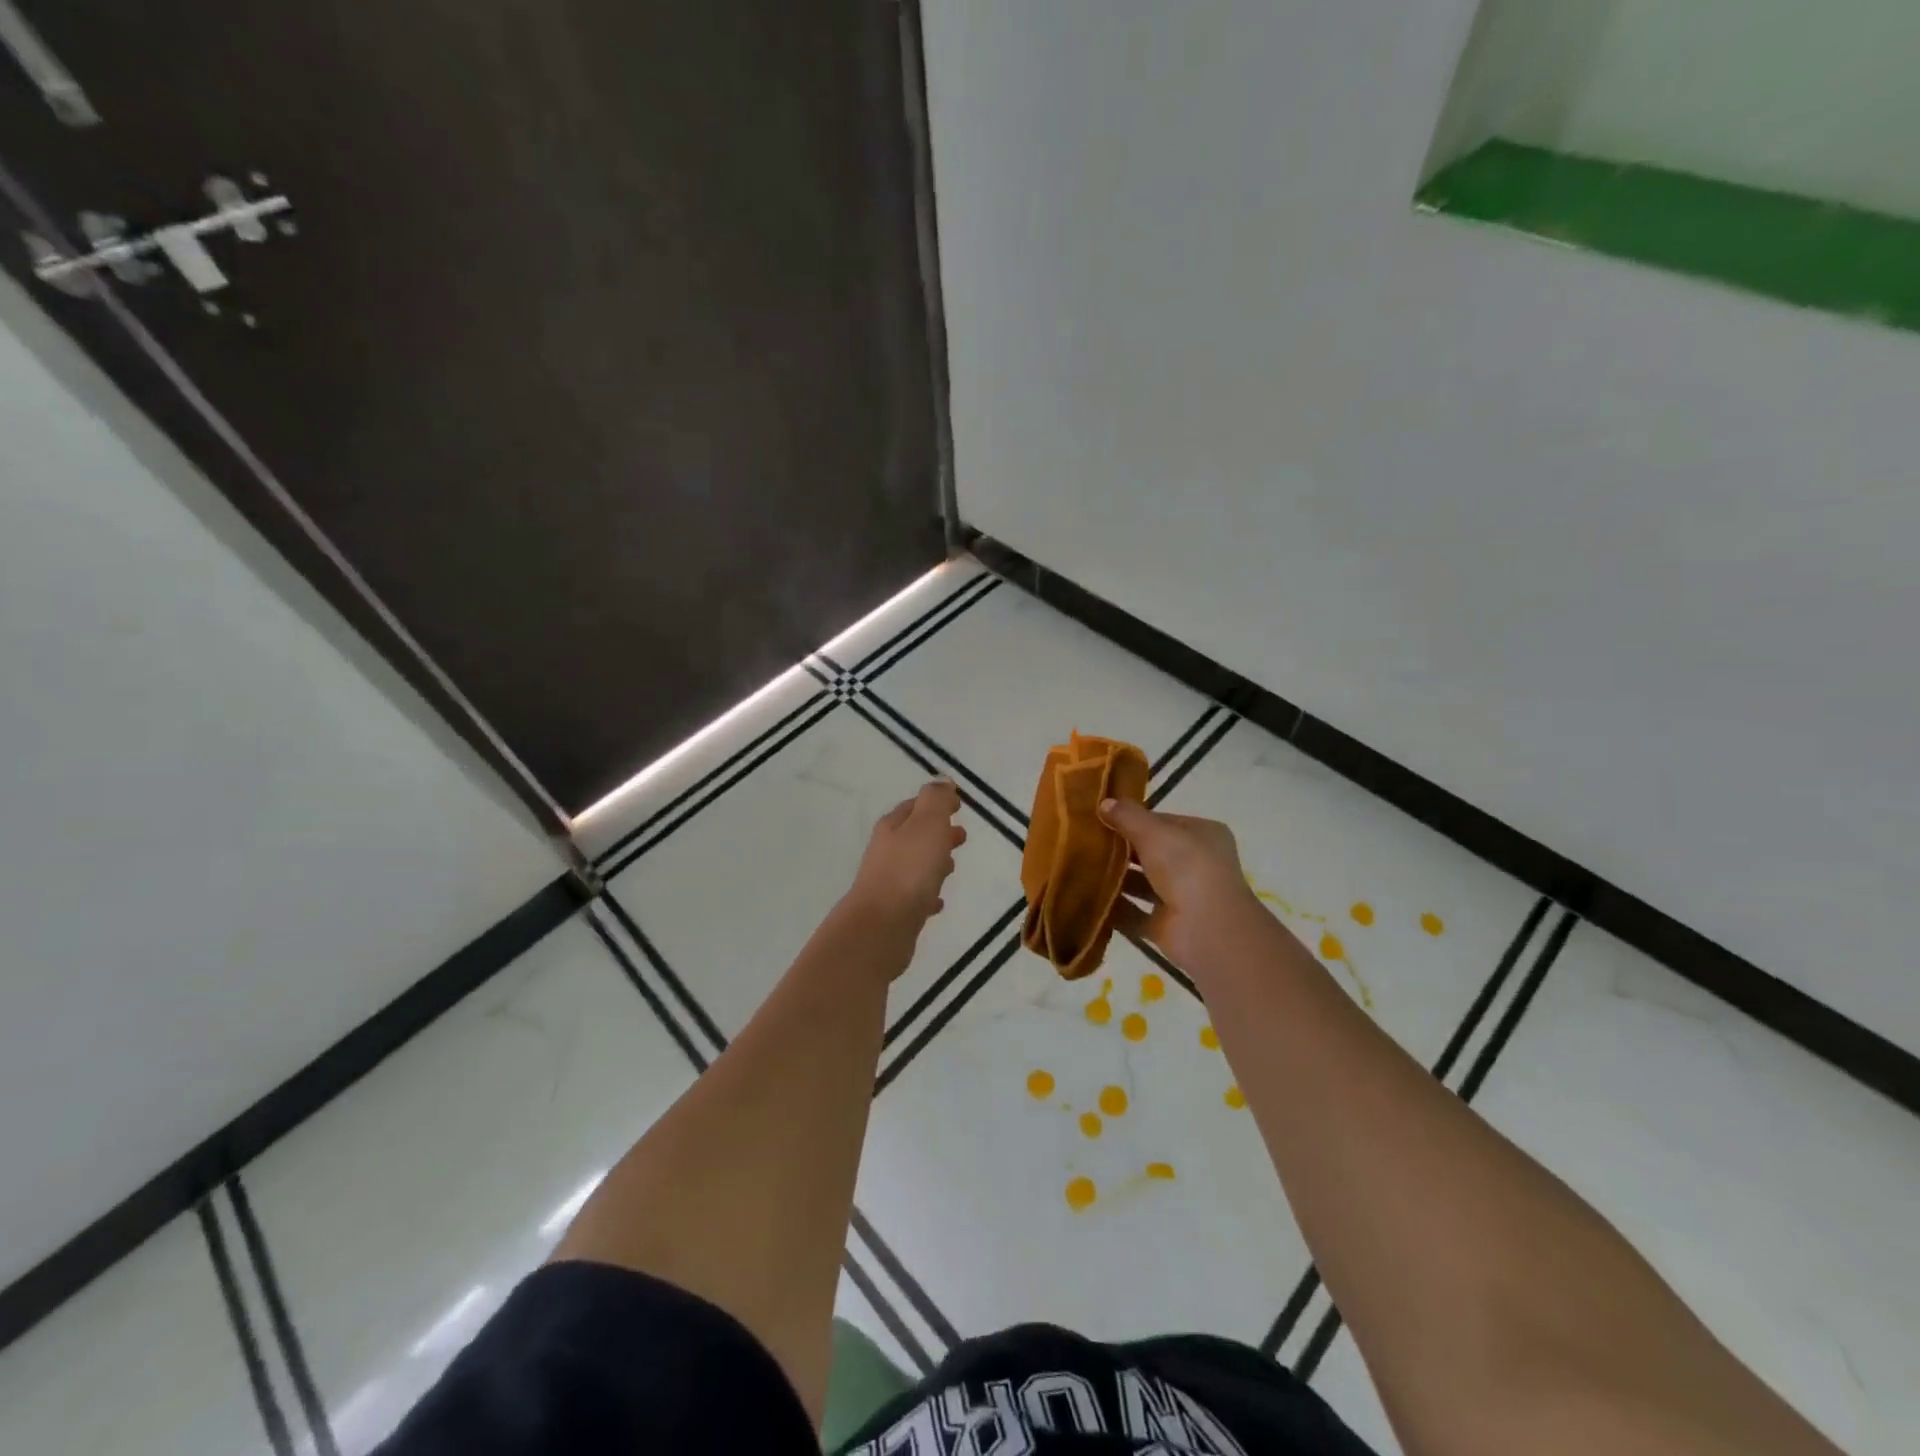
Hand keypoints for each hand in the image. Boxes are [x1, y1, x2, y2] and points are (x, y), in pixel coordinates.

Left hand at [848, 780, 966, 927]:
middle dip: (937, 833)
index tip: (958, 805)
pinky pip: (915, 897)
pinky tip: (938, 902)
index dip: (936, 803)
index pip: (914, 807)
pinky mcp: (894, 911)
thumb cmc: (909, 869)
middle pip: (914, 836)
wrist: (883, 926)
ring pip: (915, 865)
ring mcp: (887, 882)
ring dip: (933, 862)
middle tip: (961, 836)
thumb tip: (941, 780)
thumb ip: (936, 801)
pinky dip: (928, 894)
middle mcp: (886, 851)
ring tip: (952, 866)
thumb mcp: (927, 824)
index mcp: (892, 827)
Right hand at [1098, 798, 1260, 968]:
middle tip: (1082, 841)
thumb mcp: (1155, 832)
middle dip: (1120, 849)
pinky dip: (1113, 907)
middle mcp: (1194, 865)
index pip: (1162, 822)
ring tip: (1078, 867)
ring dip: (1114, 878)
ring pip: (1141, 883)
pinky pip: (1133, 913)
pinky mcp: (1165, 925)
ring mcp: (1181, 897)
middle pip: (1150, 852)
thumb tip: (1104, 802)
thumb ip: (1128, 816)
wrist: (1207, 930)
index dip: (1132, 818)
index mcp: (1202, 835)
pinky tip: (1085, 897)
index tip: (1099, 817)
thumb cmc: (1187, 868)